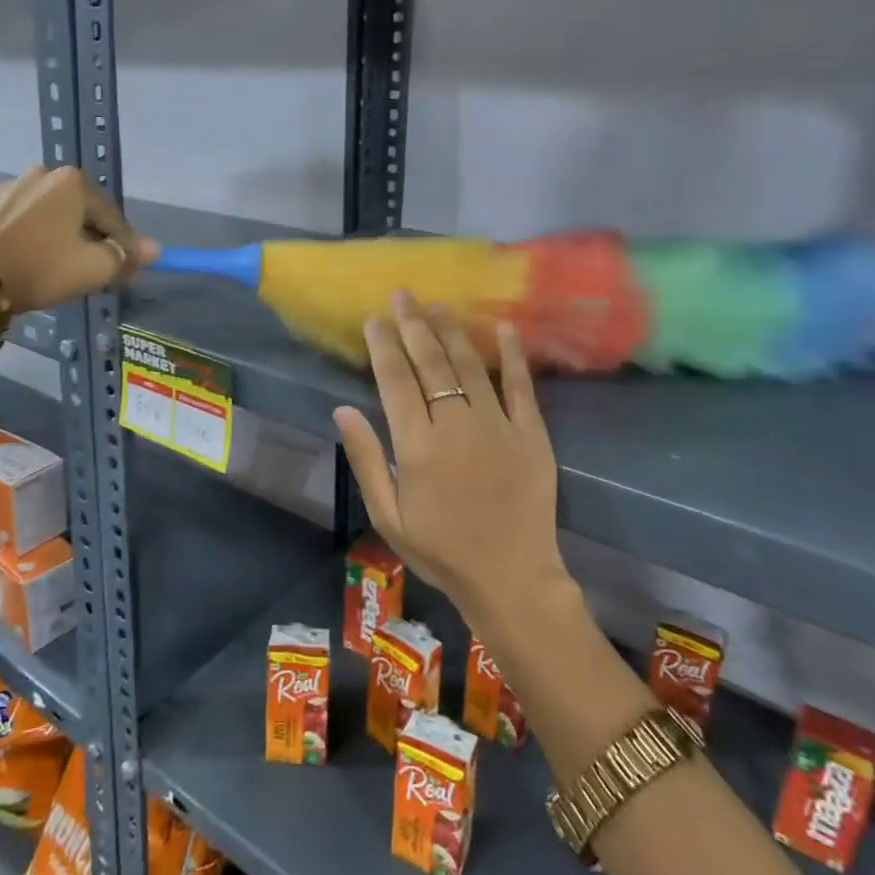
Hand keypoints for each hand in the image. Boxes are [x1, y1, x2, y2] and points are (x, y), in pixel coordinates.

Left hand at [0, 166, 158, 313]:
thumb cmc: (41, 269)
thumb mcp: (93, 269)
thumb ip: (127, 256)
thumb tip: (156, 248)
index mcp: (72, 183)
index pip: (110, 217)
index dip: (121, 245)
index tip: (122, 268)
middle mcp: (38, 174)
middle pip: (74, 210)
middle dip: (83, 235)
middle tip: (82, 267)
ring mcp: (1, 186)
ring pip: (39, 212)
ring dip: (48, 232)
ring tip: (44, 264)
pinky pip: (6, 219)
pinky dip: (15, 234)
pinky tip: (12, 257)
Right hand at [334, 293, 567, 629]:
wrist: (511, 578)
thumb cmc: (441, 550)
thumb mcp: (388, 514)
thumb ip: (366, 458)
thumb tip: (342, 409)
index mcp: (417, 445)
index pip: (395, 380)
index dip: (383, 345)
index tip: (375, 319)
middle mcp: (456, 425)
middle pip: (430, 363)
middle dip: (413, 325)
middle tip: (403, 295)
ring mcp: (498, 425)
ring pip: (469, 365)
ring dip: (451, 331)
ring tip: (437, 305)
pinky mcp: (532, 433)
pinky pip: (521, 385)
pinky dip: (512, 354)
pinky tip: (503, 327)